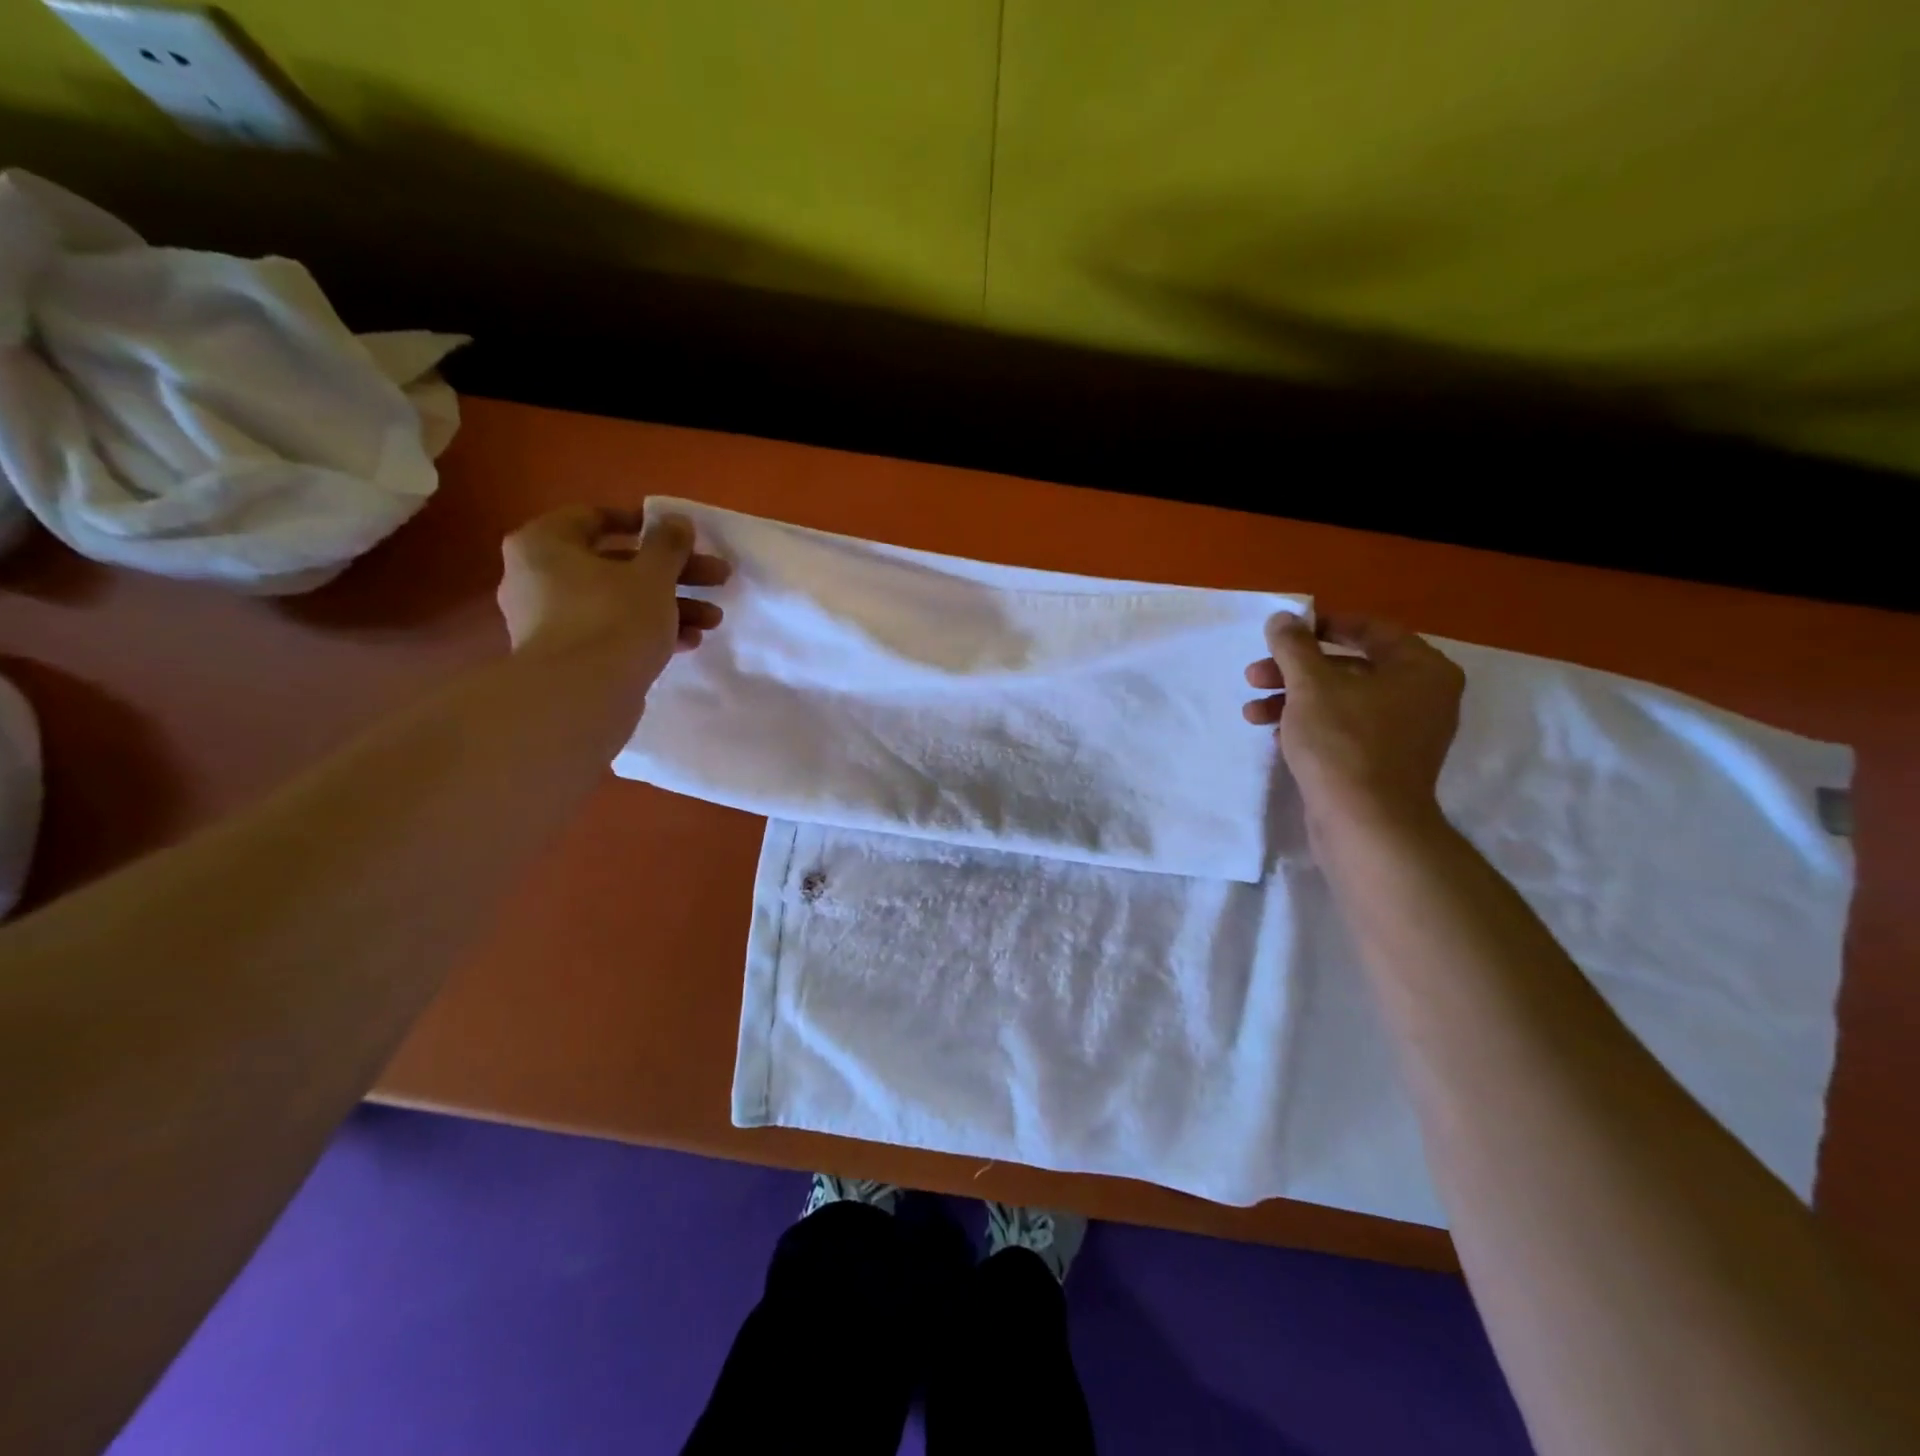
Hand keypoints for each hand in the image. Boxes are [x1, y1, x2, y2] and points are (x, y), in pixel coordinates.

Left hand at [497, 505, 730, 691]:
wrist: (581, 697)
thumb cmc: (614, 618)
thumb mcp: (653, 574)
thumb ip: (668, 544)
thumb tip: (677, 521)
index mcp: (544, 544)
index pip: (594, 517)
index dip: (644, 524)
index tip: (681, 536)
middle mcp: (537, 577)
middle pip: (617, 564)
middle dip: (673, 573)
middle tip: (717, 578)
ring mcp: (549, 620)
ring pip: (619, 601)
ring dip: (670, 605)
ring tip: (713, 620)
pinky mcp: (567, 656)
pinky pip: (612, 631)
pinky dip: (648, 632)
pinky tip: (689, 642)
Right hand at [1243, 613, 1463, 832]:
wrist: (1365, 824)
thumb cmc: (1343, 743)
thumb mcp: (1310, 685)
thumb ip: (1293, 646)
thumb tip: (1282, 618)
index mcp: (1421, 668)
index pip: (1370, 629)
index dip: (1322, 626)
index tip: (1283, 633)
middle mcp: (1422, 696)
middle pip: (1349, 667)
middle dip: (1295, 670)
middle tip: (1255, 675)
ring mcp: (1405, 733)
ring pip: (1341, 700)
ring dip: (1293, 699)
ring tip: (1252, 712)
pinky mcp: (1383, 763)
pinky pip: (1344, 729)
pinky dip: (1310, 725)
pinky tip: (1276, 734)